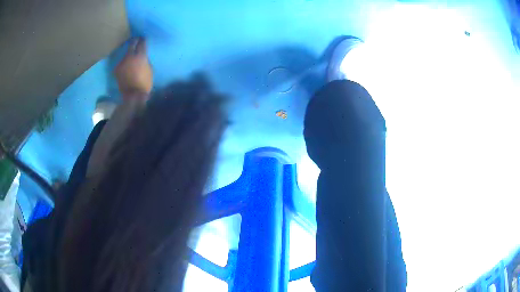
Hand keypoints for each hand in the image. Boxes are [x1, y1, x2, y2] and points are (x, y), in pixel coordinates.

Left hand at [115, 38, 152, 99]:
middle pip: (132, 44)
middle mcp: (130, 56)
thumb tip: (142, 56)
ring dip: (129, 53)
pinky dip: (124, 62)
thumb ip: (145, 60)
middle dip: (134, 41)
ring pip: (126, 54)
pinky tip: (127, 65)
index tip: (143, 39)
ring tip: (131, 55)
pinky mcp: (117, 69)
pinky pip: (122, 62)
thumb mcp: (149, 69)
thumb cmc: (145, 83)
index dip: (143, 40)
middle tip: (136, 40)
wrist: (133, 95)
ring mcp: (122, 62)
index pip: (141, 43)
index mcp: (140, 56)